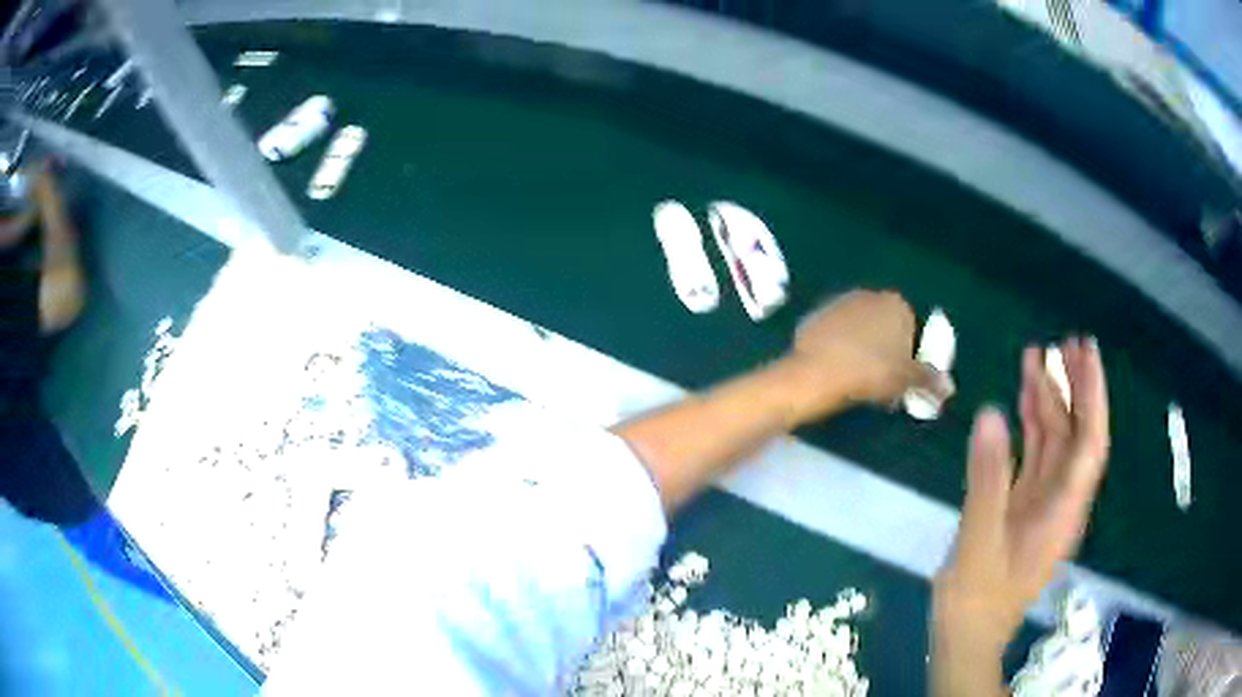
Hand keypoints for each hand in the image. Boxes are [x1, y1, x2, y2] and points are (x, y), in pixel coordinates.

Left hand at [789, 290, 951, 414]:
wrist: (818, 371)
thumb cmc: (872, 372)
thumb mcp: (907, 380)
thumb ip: (929, 380)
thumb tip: (949, 387)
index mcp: (896, 304)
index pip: (910, 328)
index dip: (907, 354)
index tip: (900, 377)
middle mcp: (869, 295)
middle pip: (883, 326)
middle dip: (884, 349)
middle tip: (879, 381)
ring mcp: (839, 303)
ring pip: (859, 329)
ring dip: (861, 348)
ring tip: (856, 378)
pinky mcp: (815, 315)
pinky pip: (835, 335)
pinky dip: (837, 349)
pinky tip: (835, 370)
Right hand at [934, 338, 1109, 653]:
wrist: (964, 640)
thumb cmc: (977, 601)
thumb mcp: (979, 543)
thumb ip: (987, 479)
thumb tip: (990, 413)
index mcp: (1063, 512)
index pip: (1090, 443)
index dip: (1092, 396)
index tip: (1085, 354)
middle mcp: (1061, 502)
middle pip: (1077, 437)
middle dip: (1075, 388)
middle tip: (1062, 343)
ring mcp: (1042, 505)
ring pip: (1054, 444)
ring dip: (1049, 402)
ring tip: (1034, 359)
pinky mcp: (1023, 509)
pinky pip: (1033, 459)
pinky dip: (1028, 429)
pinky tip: (1018, 405)